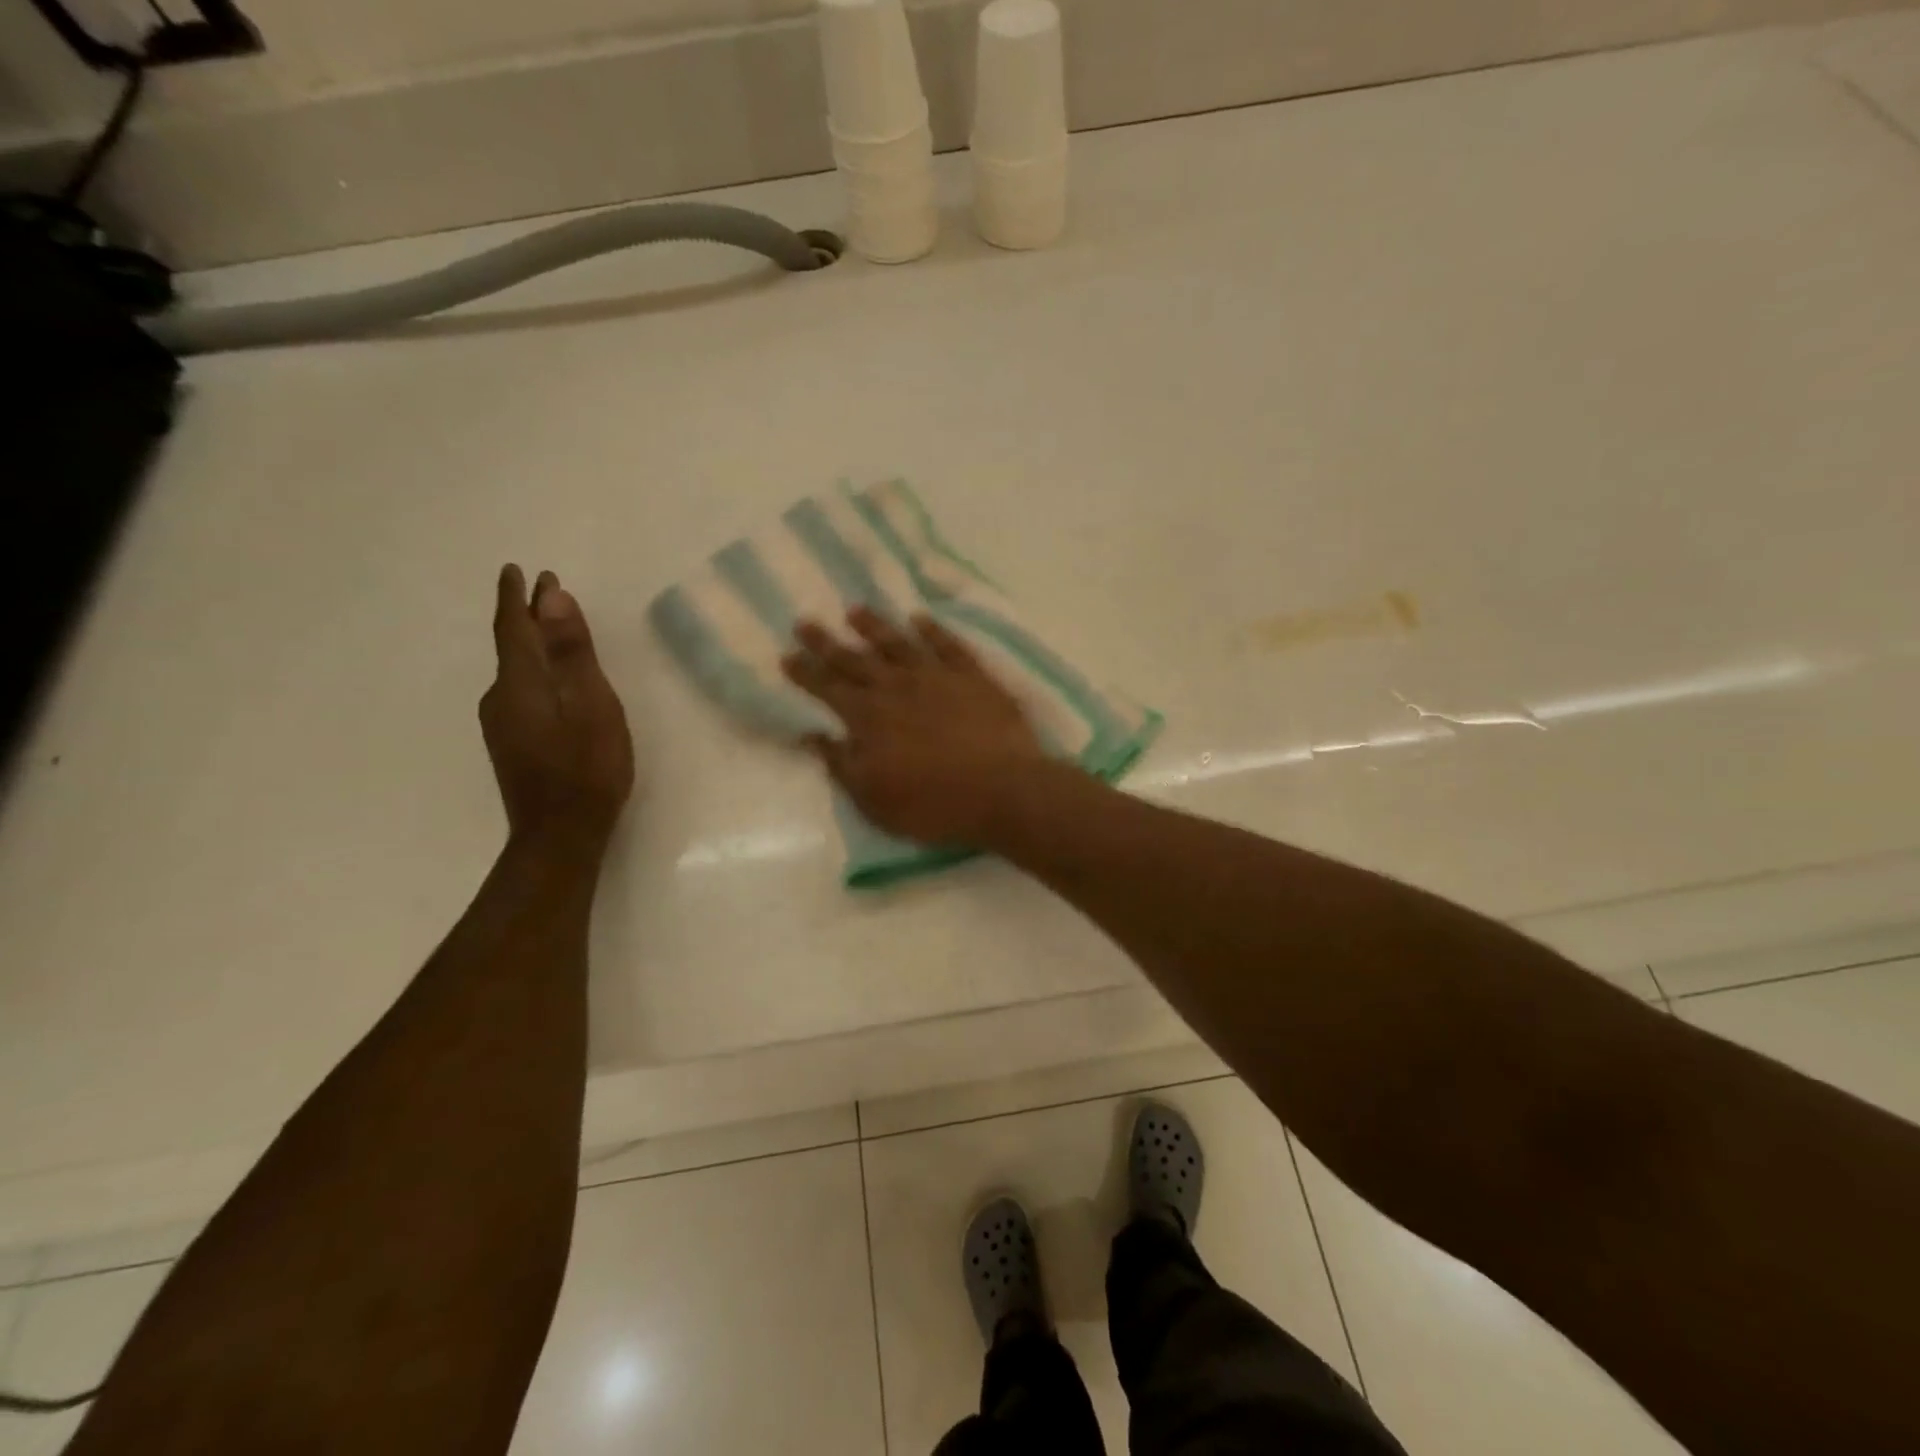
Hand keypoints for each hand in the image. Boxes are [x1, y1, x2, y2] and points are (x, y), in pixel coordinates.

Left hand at [481, 565, 634, 852]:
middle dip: (529, 617)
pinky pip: (521, 692)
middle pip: (514, 647)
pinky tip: (553, 681)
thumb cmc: (587, 767)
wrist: (560, 834)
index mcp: (520, 682)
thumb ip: (572, 652)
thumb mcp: (591, 703)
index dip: (517, 597)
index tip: (519, 570)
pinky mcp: (512, 744)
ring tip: (554, 630)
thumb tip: (552, 597)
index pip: (514, 627)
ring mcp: (502, 724)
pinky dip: (536, 672)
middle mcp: (501, 697)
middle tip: (548, 593)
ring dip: (533, 645)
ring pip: (517, 672)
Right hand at [781, 608, 1047, 845]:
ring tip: (855, 610)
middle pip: (855, 659)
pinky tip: (920, 619)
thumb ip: (840, 764)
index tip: (786, 655)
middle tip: (806, 622)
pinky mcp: (973, 677)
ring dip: (874, 626)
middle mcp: (897, 688)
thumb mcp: (873, 799)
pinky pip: (947, 645)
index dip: (805, 672)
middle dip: (827, 642)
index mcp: (868, 718)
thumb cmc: (933, 804)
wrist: (1002, 791)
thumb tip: (811, 735)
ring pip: (898, 643)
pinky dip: (932, 630)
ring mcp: (936, 677)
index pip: (827, 688)